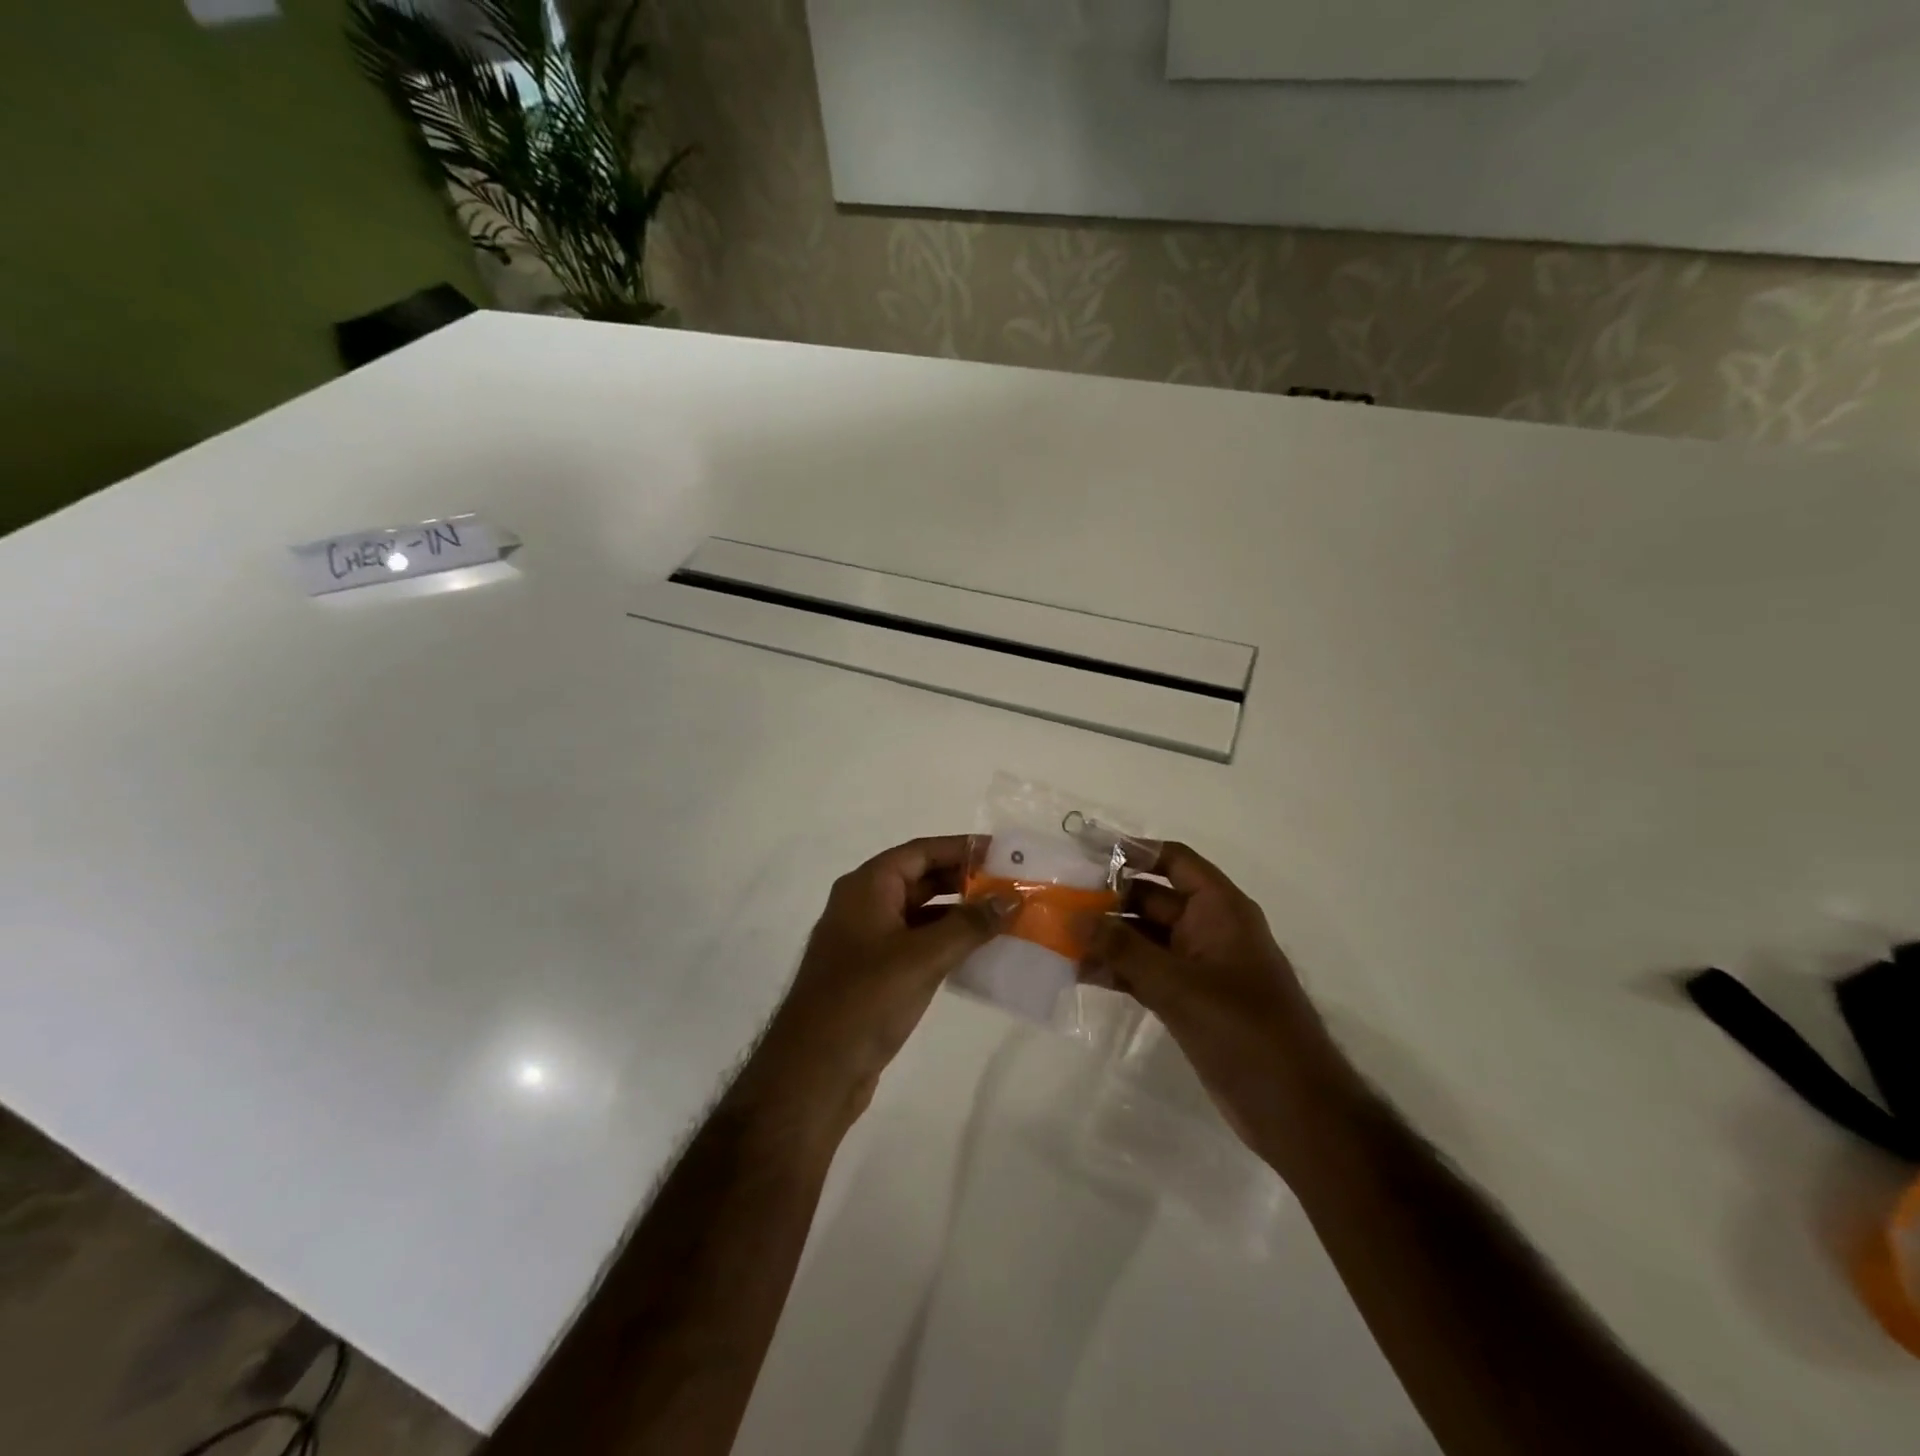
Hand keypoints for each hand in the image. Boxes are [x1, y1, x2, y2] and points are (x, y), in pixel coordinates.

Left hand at [745, 836, 1014, 1132]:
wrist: (813, 1072)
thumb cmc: (865, 1000)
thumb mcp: (923, 957)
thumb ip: (970, 924)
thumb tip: (1012, 897)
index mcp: (867, 887)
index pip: (921, 852)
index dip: (962, 848)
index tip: (1003, 853)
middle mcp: (864, 905)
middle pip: (921, 879)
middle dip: (965, 881)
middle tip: (1011, 886)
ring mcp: (866, 941)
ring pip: (920, 914)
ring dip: (959, 915)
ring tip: (1004, 918)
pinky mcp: (872, 974)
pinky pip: (915, 944)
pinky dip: (945, 943)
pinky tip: (977, 954)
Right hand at [1084, 843, 1342, 1149]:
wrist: (1294, 1109)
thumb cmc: (1244, 1031)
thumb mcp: (1178, 985)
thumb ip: (1123, 950)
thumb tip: (1074, 918)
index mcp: (1220, 909)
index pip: (1173, 861)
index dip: (1132, 852)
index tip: (1085, 852)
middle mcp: (1208, 929)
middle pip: (1151, 899)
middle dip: (1107, 900)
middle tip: (1057, 903)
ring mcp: (1198, 967)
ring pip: (1144, 939)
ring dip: (1106, 939)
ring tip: (1058, 940)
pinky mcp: (1189, 1001)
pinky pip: (1145, 973)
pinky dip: (1117, 971)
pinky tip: (1080, 974)